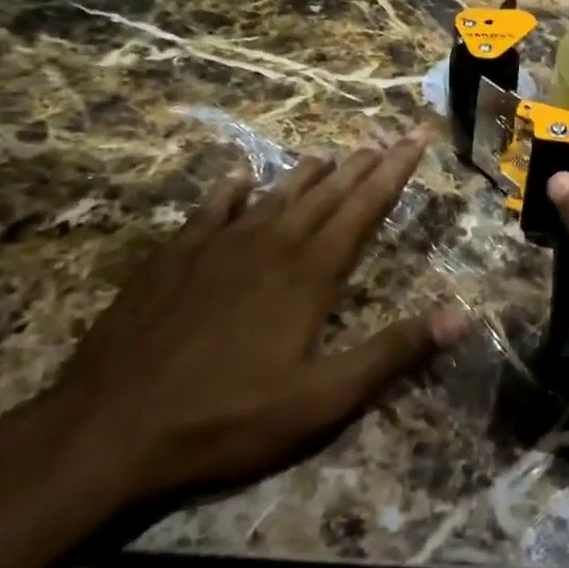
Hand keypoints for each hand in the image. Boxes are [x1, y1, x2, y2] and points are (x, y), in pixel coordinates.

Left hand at [48, 137, 465, 509]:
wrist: (108, 430)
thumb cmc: (228, 419)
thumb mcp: (323, 400)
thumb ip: (392, 353)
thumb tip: (460, 316)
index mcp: (311, 271)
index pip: (366, 206)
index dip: (396, 170)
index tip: (416, 137)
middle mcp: (272, 242)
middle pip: (327, 192)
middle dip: (361, 164)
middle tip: (384, 139)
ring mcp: (219, 245)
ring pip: (276, 194)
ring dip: (308, 173)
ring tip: (330, 153)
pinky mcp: (176, 256)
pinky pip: (213, 208)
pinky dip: (232, 189)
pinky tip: (240, 177)